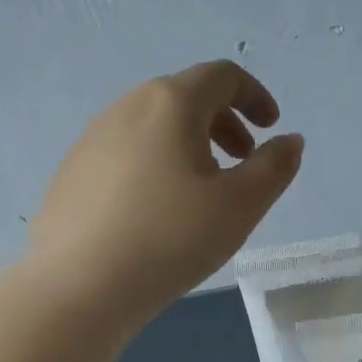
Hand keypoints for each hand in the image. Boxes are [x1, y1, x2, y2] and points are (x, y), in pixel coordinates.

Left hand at [27, 62, 303, 323]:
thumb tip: (289, 141)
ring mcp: (92, 138)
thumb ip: (274, 167)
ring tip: (202, 190)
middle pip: (185, 97)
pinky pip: (126, 152)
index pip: (222, 76)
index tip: (271, 127)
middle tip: (242, 160)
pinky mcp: (72, 172)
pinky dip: (156, 163)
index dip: (255, 95)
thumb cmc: (170, 239)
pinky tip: (157, 211)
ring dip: (189, 143)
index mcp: (171, 103)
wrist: (79, 286)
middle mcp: (127, 107)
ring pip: (153, 125)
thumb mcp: (240, 206)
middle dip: (223, 121)